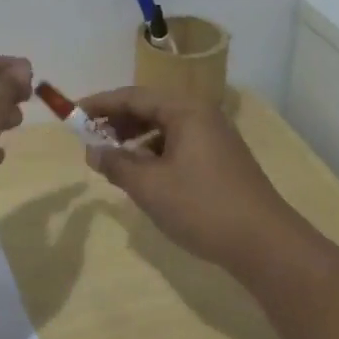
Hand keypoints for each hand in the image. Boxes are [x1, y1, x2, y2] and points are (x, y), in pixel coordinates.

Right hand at [78, 88, 304, 272]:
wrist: (264, 243)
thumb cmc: (202, 207)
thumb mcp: (150, 187)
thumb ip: (117, 164)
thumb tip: (93, 151)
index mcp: (185, 111)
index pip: (134, 96)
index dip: (101, 104)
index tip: (73, 114)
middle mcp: (202, 115)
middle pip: (151, 108)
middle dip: (118, 121)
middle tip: (89, 138)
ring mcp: (215, 137)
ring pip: (165, 127)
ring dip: (136, 138)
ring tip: (112, 157)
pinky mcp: (221, 159)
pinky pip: (179, 143)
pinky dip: (155, 152)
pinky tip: (143, 173)